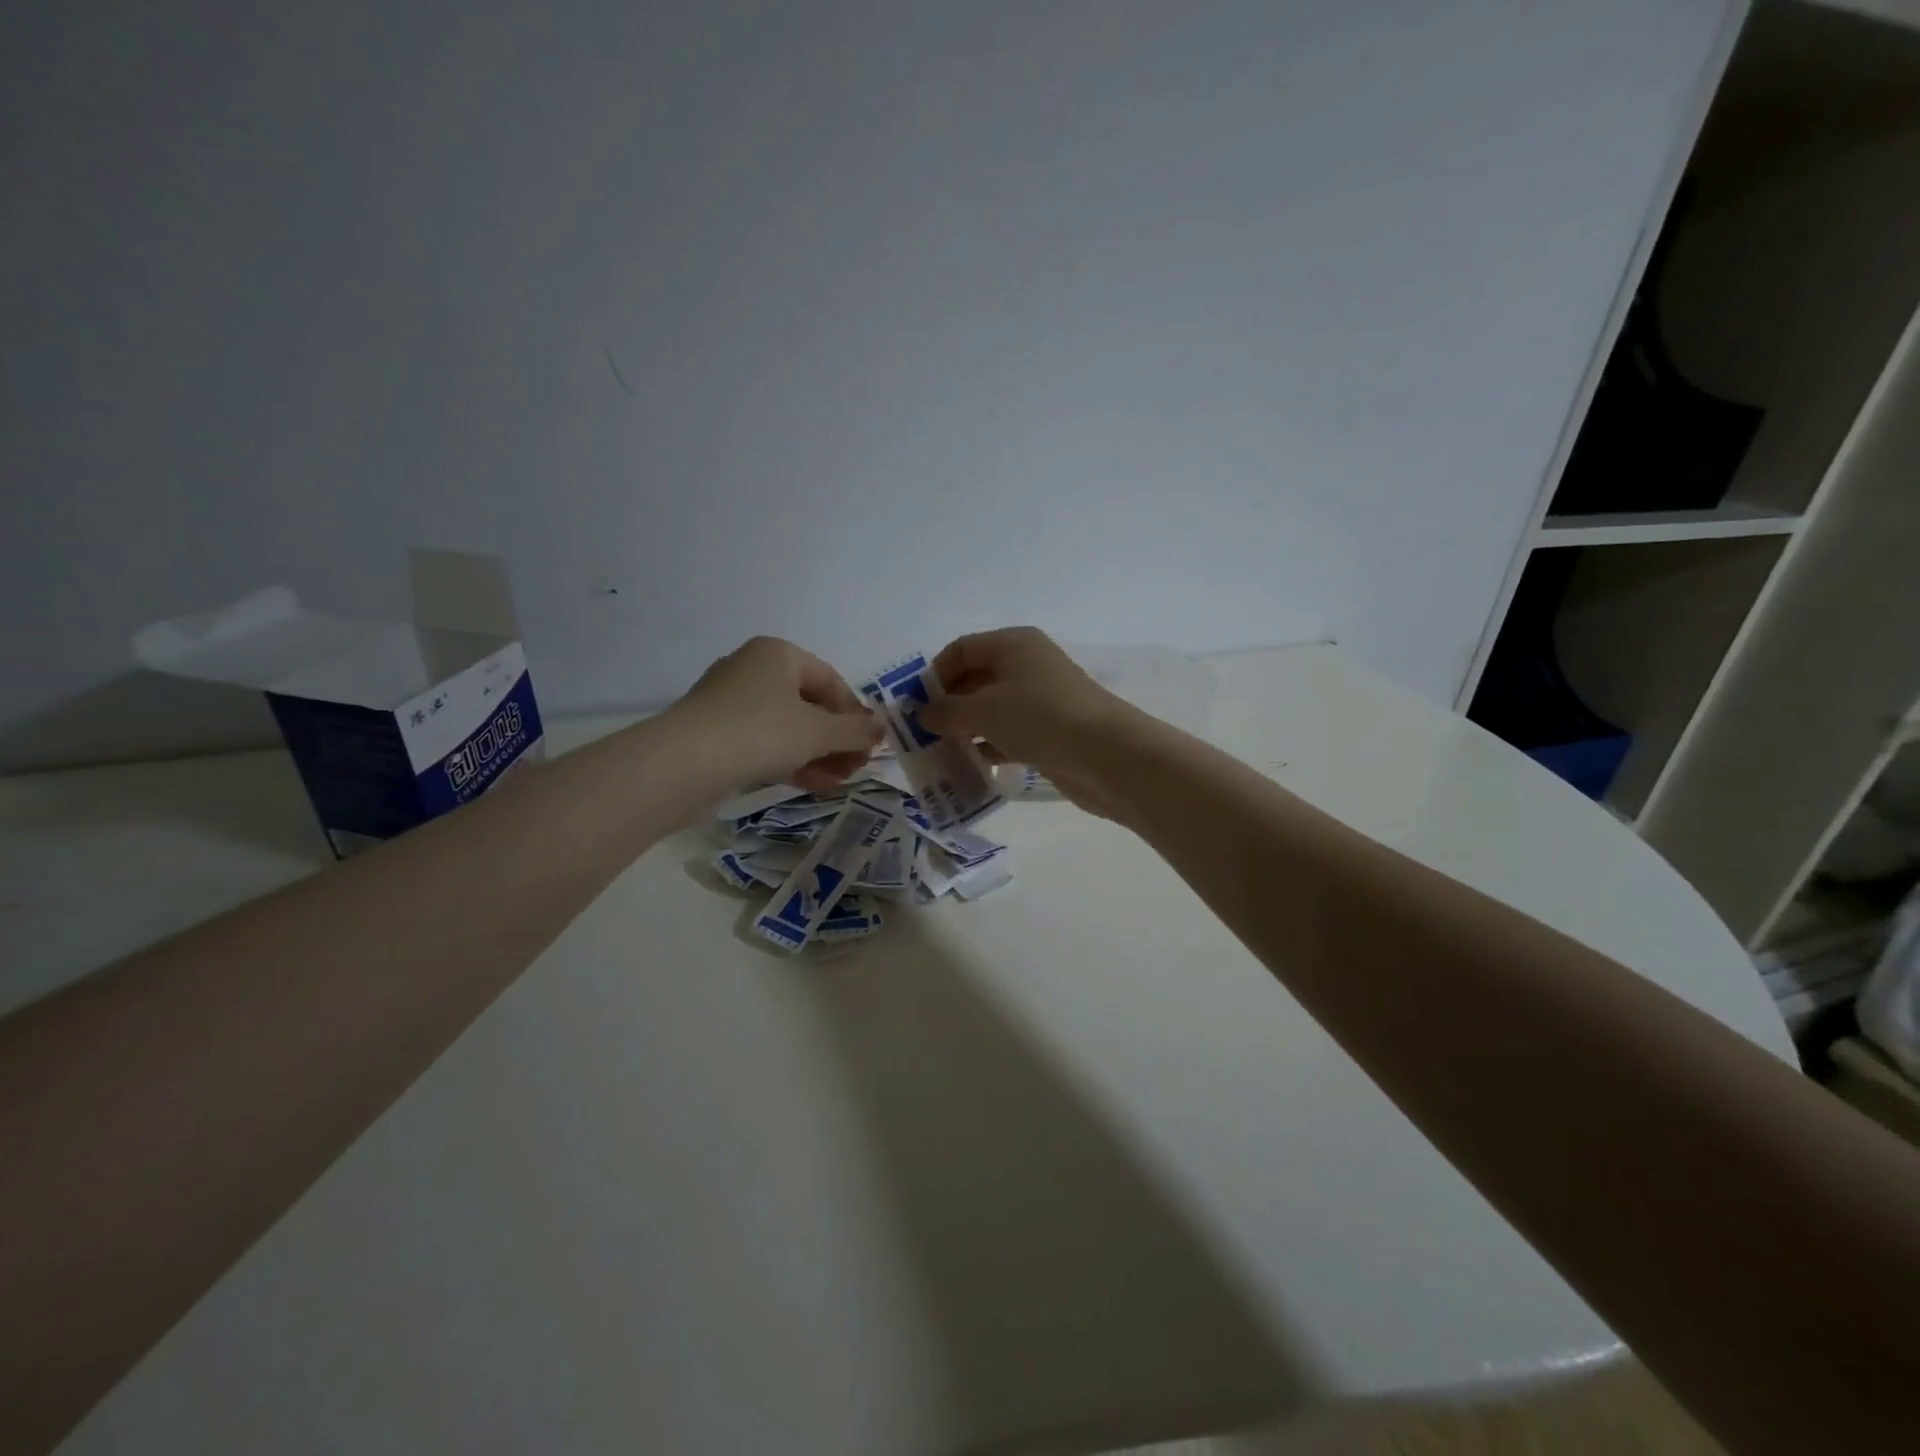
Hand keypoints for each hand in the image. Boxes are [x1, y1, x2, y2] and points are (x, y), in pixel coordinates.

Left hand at [673, 637, 881, 793]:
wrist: (684, 764)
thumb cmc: (760, 732)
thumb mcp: (818, 731)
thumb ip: (855, 730)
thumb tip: (881, 727)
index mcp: (778, 654)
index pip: (831, 681)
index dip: (855, 714)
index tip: (869, 746)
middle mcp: (754, 670)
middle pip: (810, 705)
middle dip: (837, 739)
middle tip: (856, 768)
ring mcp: (732, 703)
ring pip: (788, 728)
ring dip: (819, 754)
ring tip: (839, 782)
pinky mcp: (718, 735)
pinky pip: (766, 744)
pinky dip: (792, 761)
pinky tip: (815, 785)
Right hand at [920, 627, 1133, 814]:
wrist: (1105, 754)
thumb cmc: (1038, 717)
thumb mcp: (983, 711)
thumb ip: (947, 711)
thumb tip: (924, 714)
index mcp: (1013, 644)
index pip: (962, 649)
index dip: (935, 674)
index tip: (915, 706)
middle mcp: (1028, 665)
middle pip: (976, 679)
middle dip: (949, 706)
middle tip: (923, 735)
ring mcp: (1042, 699)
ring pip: (993, 710)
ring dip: (967, 731)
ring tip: (942, 755)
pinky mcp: (1051, 730)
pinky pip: (1011, 733)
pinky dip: (991, 746)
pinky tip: (974, 766)